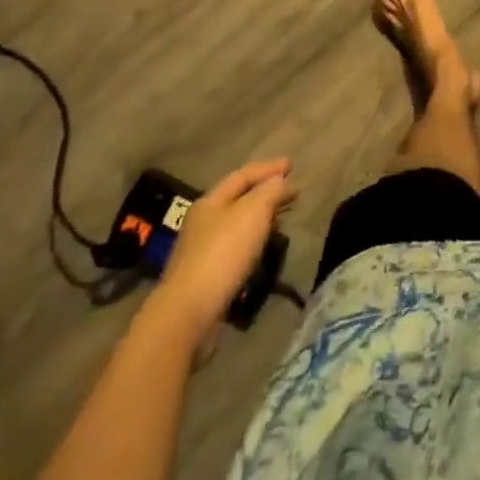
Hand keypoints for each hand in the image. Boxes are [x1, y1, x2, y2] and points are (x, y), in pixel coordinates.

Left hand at [150, 158, 296, 339]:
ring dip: (261, 218)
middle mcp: (203, 222)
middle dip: (266, 193)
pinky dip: (252, 240)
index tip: (292, 165)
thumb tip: (278, 181)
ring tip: (281, 219)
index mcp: (211, 201)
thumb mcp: (253, 212)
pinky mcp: (205, 277)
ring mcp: (201, 251)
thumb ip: (270, 191)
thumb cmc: (223, 253)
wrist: (187, 314)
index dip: (269, 168)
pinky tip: (262, 249)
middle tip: (292, 193)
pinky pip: (235, 248)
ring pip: (237, 225)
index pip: (243, 175)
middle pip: (239, 199)